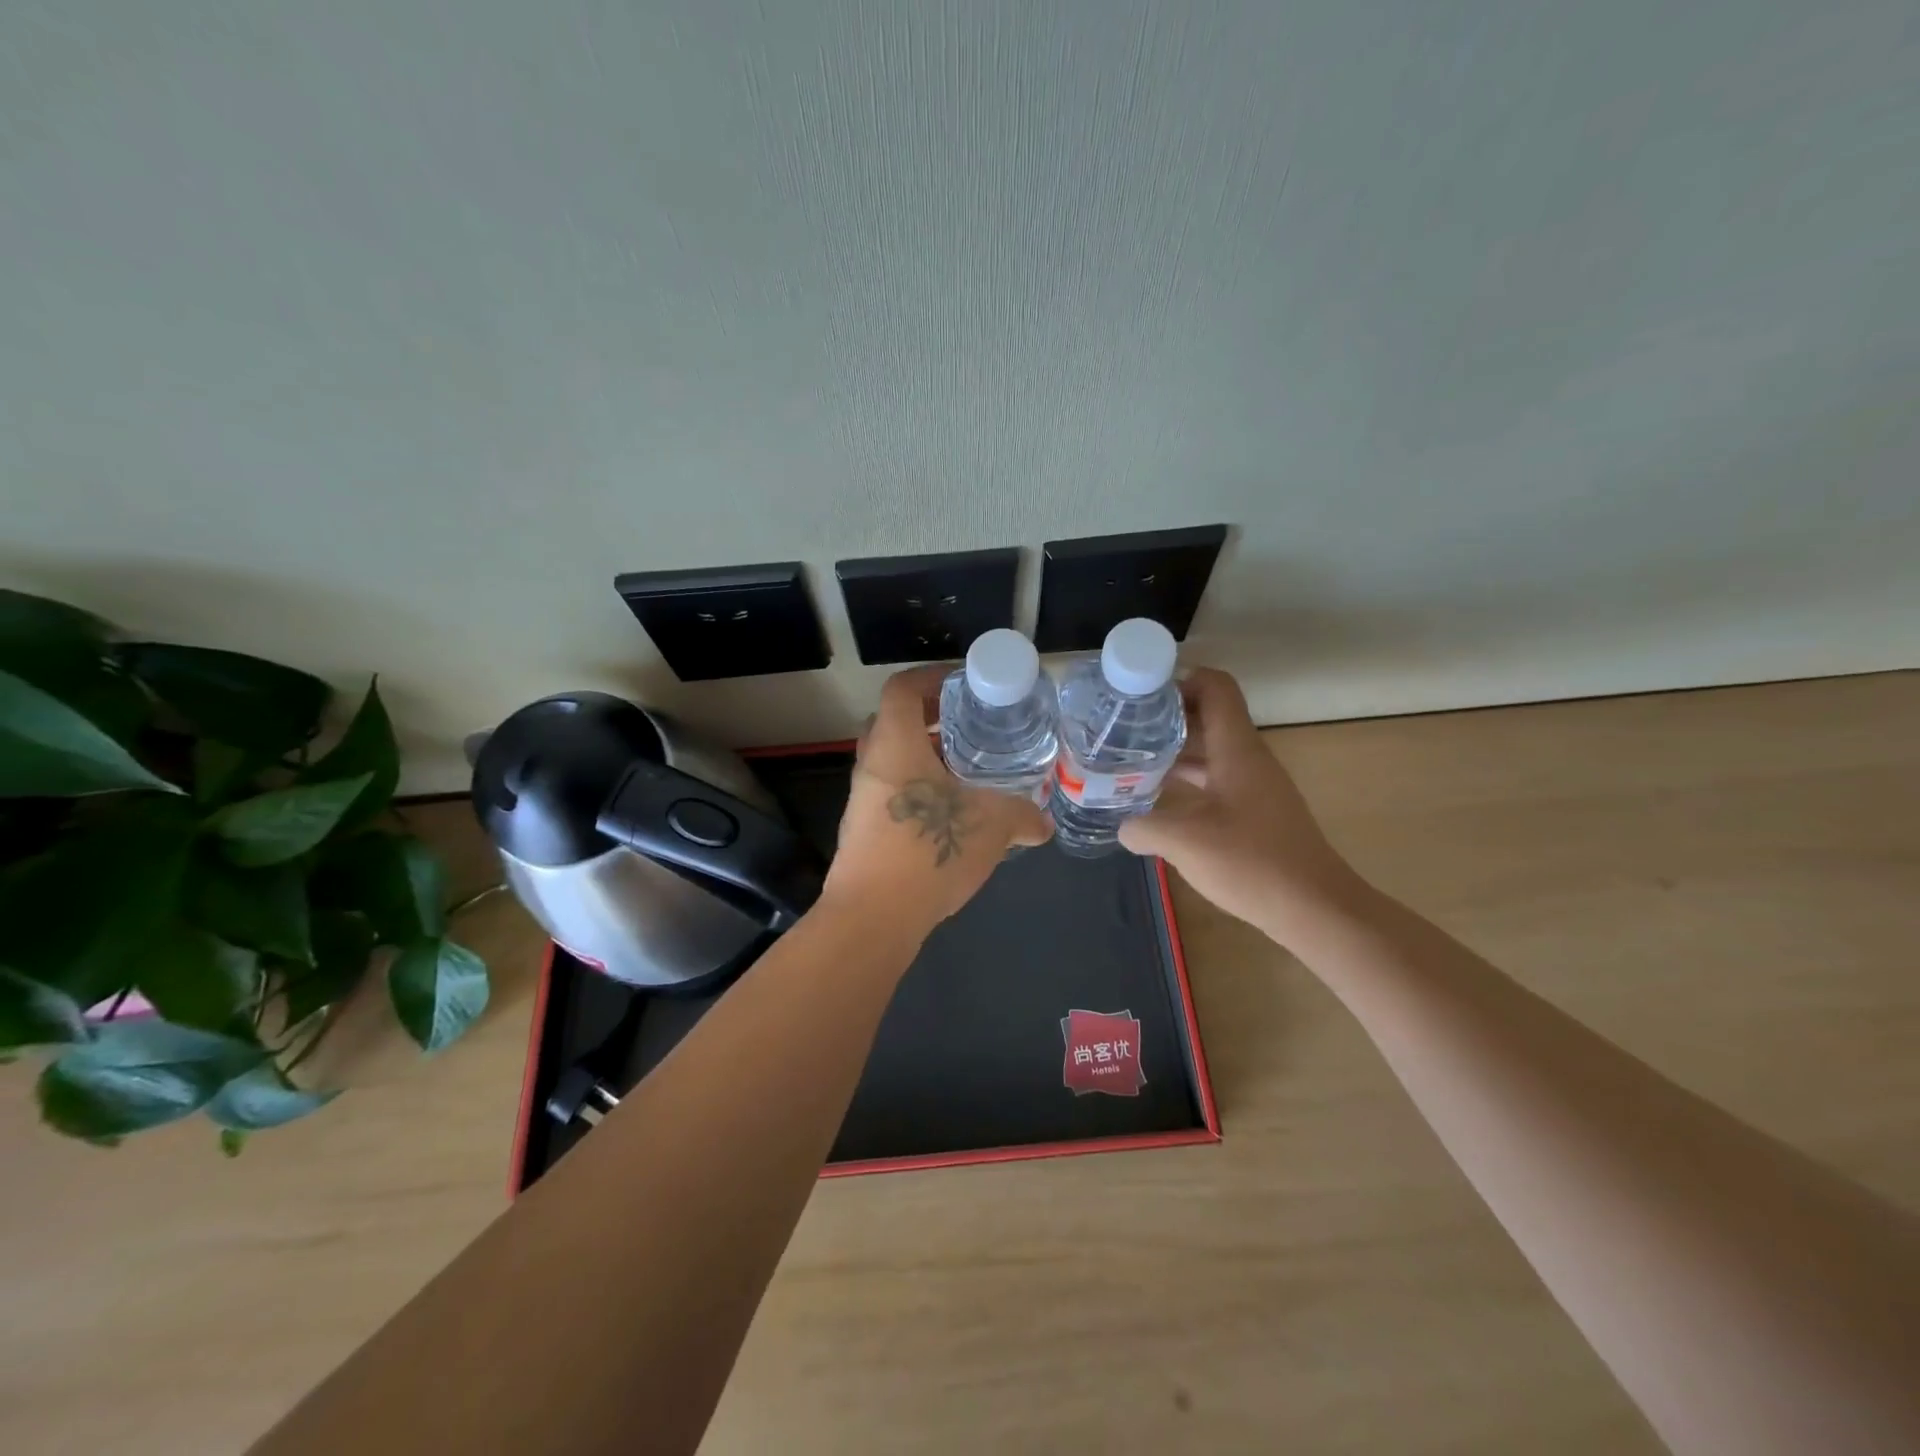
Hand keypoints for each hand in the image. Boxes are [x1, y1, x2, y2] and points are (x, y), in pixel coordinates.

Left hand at [822, 666, 1051, 937]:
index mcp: (895, 745)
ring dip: (927, 760)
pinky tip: (953, 816)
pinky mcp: (863, 831)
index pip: (903, 689)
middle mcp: (872, 765)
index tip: (963, 686)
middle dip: (932, 720)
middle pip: (895, 723)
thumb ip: (1022, 816)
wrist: (872, 917)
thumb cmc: (929, 851)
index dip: (931, 678)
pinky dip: (921, 793)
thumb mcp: (991, 826)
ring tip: (969, 773)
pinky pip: (893, 795)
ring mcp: (863, 800)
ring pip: (894, 762)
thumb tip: (1043, 823)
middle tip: (972, 728)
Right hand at [1118, 668, 1363, 938]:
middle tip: (1121, 728)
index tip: (1139, 695)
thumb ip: (1144, 827)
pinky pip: (1215, 780)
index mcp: (1237, 749)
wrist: (1314, 908)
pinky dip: (1186, 780)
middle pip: (1208, 716)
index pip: (1215, 686)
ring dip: (1173, 751)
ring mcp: (1254, 786)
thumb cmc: (1251, 862)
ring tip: (1130, 761)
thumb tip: (1123, 827)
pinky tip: (1158, 800)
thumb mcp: (1184, 841)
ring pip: (1210, 750)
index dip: (1179, 679)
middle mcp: (1248, 758)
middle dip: (1165, 717)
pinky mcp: (1255, 812)